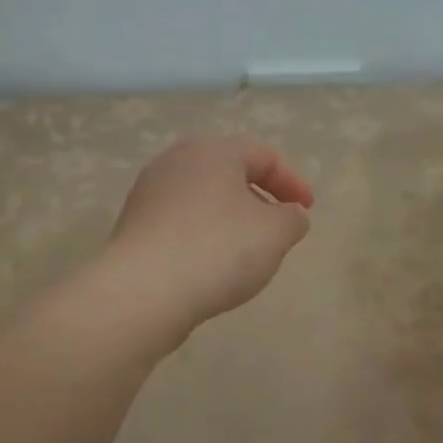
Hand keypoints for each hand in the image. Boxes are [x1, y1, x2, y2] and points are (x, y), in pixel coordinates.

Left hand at [105, 136, 313, 336]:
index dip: (292, 182)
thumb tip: (289, 215)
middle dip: (258, 197)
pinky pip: (181, 224)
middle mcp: (175, 162)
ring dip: (230, 219)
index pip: (263, 155)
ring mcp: (149, 194)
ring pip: (202, 199)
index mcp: (213, 151)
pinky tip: (212, 267)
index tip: (307, 210)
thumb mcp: (276, 232)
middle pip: (228, 172)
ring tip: (247, 251)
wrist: (143, 291)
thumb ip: (293, 218)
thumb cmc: (218, 250)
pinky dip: (204, 236)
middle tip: (277, 225)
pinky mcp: (134, 227)